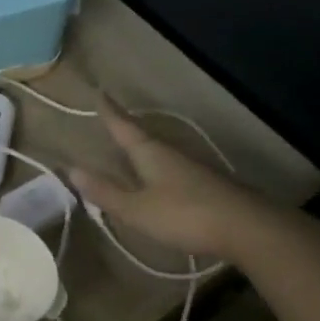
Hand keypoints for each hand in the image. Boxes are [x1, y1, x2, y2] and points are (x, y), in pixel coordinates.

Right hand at [69, 98, 277, 260]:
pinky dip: (159, 170)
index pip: (124, 126)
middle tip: (111, 121)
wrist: (247, 228)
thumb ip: (106, 191)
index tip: (100, 93)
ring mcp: (193, 169)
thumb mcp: (136, 209)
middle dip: (126, 130)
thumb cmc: (184, 214)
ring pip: (161, 154)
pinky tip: (159, 181)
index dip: (110, 112)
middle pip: (144, 137)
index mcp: (150, 153)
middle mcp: (171, 153)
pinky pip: (174, 170)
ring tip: (130, 151)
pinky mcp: (207, 186)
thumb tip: (71, 169)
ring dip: (143, 151)